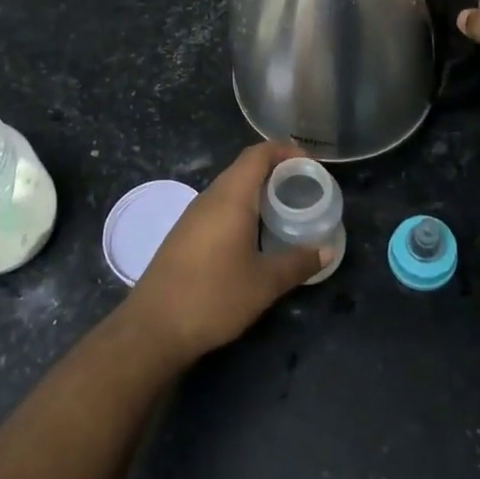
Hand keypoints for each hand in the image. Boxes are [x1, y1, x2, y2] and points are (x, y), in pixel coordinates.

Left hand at [123, 143, 330, 364]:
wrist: (153, 328)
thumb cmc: (213, 297)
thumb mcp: (264, 283)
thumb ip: (297, 262)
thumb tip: (326, 250)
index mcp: (230, 197)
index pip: (258, 154)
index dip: (285, 150)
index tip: (310, 164)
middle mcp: (209, 198)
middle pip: (244, 168)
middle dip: (276, 171)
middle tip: (304, 188)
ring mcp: (192, 216)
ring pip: (230, 189)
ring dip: (257, 191)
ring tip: (285, 209)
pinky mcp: (184, 235)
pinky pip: (218, 208)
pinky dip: (242, 209)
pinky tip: (254, 235)